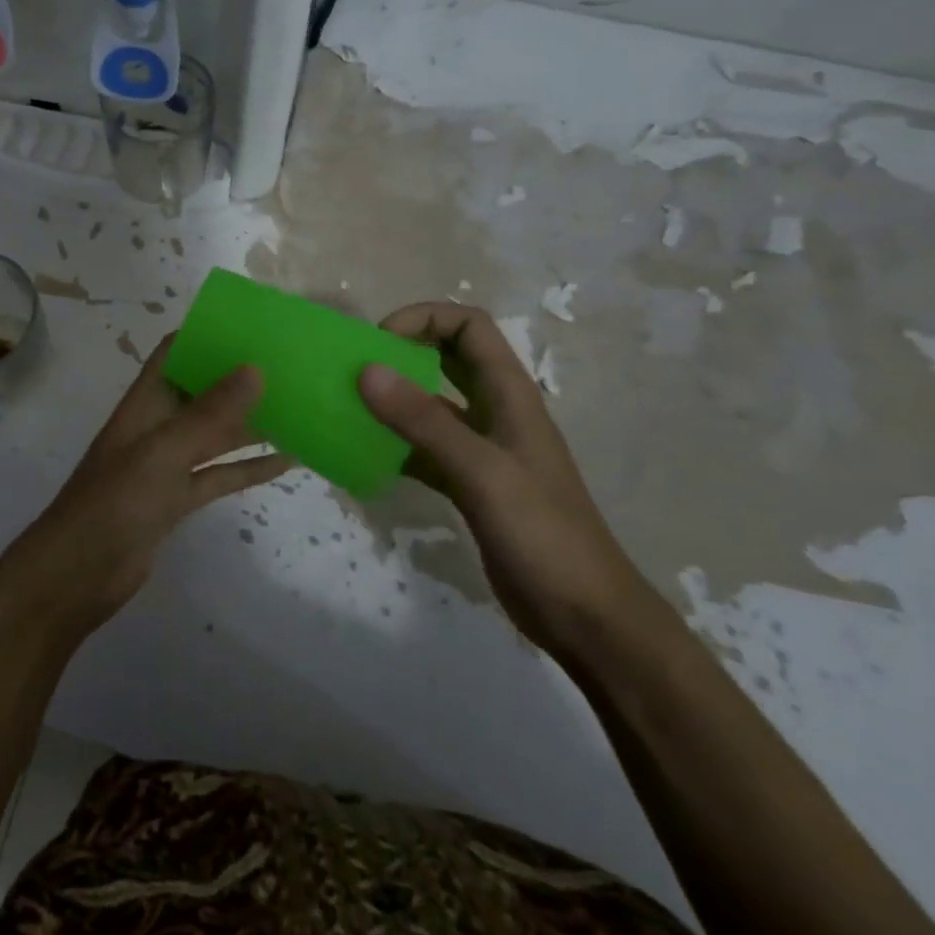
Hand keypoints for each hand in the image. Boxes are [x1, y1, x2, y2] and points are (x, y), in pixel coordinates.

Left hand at [5, 338, 291, 634]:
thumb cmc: (114, 502)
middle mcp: (157, 426)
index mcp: (145, 403)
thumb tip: (255, 368)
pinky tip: (287, 461)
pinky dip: (249, 467)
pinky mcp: (178, 500)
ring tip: (298, 408)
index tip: (251, 325)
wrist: (79, 574)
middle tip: (289, 366)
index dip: (206, 335)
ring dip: (251, 423)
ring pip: (216, 435)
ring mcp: (168, 465)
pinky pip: (220, 475)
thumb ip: (209, 414)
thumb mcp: (163, 452)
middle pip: (201, 392)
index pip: (174, 354)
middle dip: (239, 379)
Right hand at [357, 303, 659, 658]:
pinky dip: (396, 446)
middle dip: (403, 352)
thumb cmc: (542, 533)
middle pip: (448, 357)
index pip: (468, 325)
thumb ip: (423, 420)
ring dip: (394, 401)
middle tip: (357, 369)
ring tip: (350, 409)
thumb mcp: (480, 471)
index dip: (424, 318)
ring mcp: (482, 449)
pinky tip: (365, 458)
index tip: (379, 342)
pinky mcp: (470, 484)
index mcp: (509, 393)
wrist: (584, 616)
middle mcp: (495, 411)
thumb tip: (367, 370)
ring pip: (432, 406)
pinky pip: (424, 449)